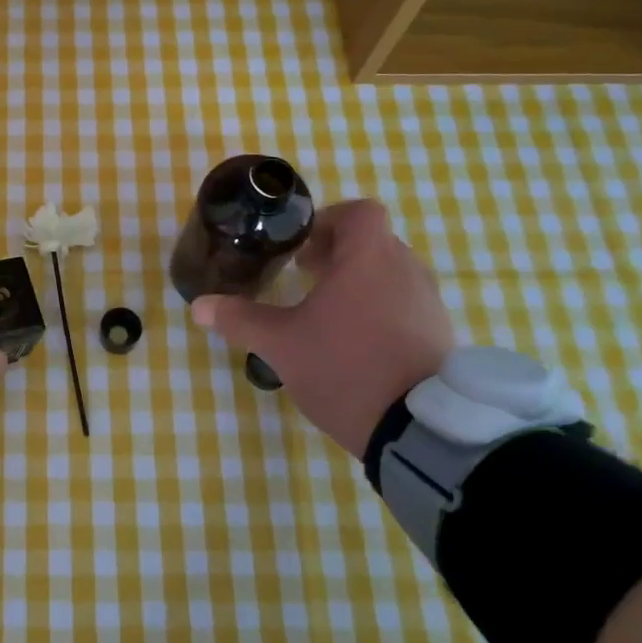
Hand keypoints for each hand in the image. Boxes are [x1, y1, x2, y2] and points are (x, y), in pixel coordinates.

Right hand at [191, 199, 453, 459]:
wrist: (416, 429)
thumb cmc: (343, 367)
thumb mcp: (280, 344)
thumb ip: (240, 319)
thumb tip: (199, 306)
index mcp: (368, 258)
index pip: (359, 212)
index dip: (329, 221)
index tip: (303, 248)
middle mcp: (406, 271)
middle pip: (374, 243)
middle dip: (338, 255)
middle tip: (306, 277)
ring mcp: (429, 304)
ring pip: (391, 275)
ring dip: (361, 283)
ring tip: (329, 313)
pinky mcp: (441, 336)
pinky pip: (407, 305)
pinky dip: (382, 310)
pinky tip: (358, 343)